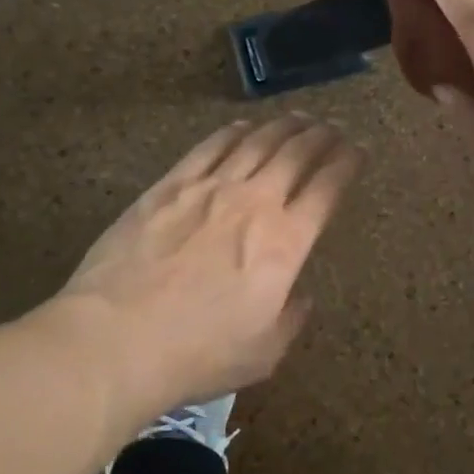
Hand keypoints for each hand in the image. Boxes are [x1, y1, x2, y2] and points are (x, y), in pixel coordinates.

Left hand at [56, 116, 362, 413]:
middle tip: (332, 128)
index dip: (347, 163)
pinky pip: (210, 147)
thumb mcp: (262, 353)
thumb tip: (302, 296)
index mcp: (285, 243)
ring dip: (283, 127)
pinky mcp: (171, 185)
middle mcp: (255, 203)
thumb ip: (291, 319)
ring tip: (297, 118)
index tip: (358, 150)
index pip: (327, 188)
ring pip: (257, 143)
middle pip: (296, 154)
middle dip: (321, 136)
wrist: (116, 338)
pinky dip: (233, 133)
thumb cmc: (196, 354)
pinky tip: (243, 127)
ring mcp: (210, 188)